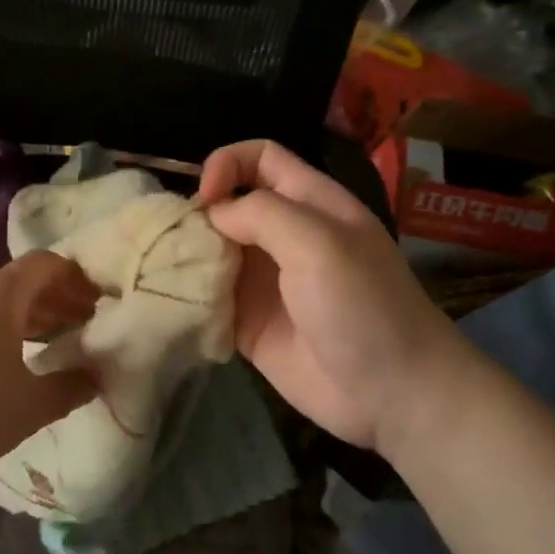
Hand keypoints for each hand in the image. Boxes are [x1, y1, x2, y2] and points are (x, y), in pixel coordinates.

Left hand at [0, 252, 101, 480]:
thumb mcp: (30, 406)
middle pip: (22, 281)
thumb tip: (96, 376)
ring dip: (31, 315)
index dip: (75, 276)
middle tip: (84, 323)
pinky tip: (12, 363)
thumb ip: (70, 387)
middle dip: (57, 297)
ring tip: (55, 342)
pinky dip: (4, 329)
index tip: (98, 300)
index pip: (45, 263)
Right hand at [198, 140, 481, 453]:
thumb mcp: (320, 243)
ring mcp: (264, 281)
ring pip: (213, 250)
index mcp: (309, 204)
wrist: (393, 395)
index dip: (228, 162)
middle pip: (228, 204)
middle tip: (173, 238)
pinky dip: (189, 296)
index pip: (260, 158)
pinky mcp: (249, 322)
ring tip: (161, 268)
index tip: (205, 195)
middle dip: (197, 212)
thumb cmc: (363, 306)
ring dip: (187, 254)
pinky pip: (209, 298)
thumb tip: (213, 214)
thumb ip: (262, 214)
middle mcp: (282, 236)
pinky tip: (170, 301)